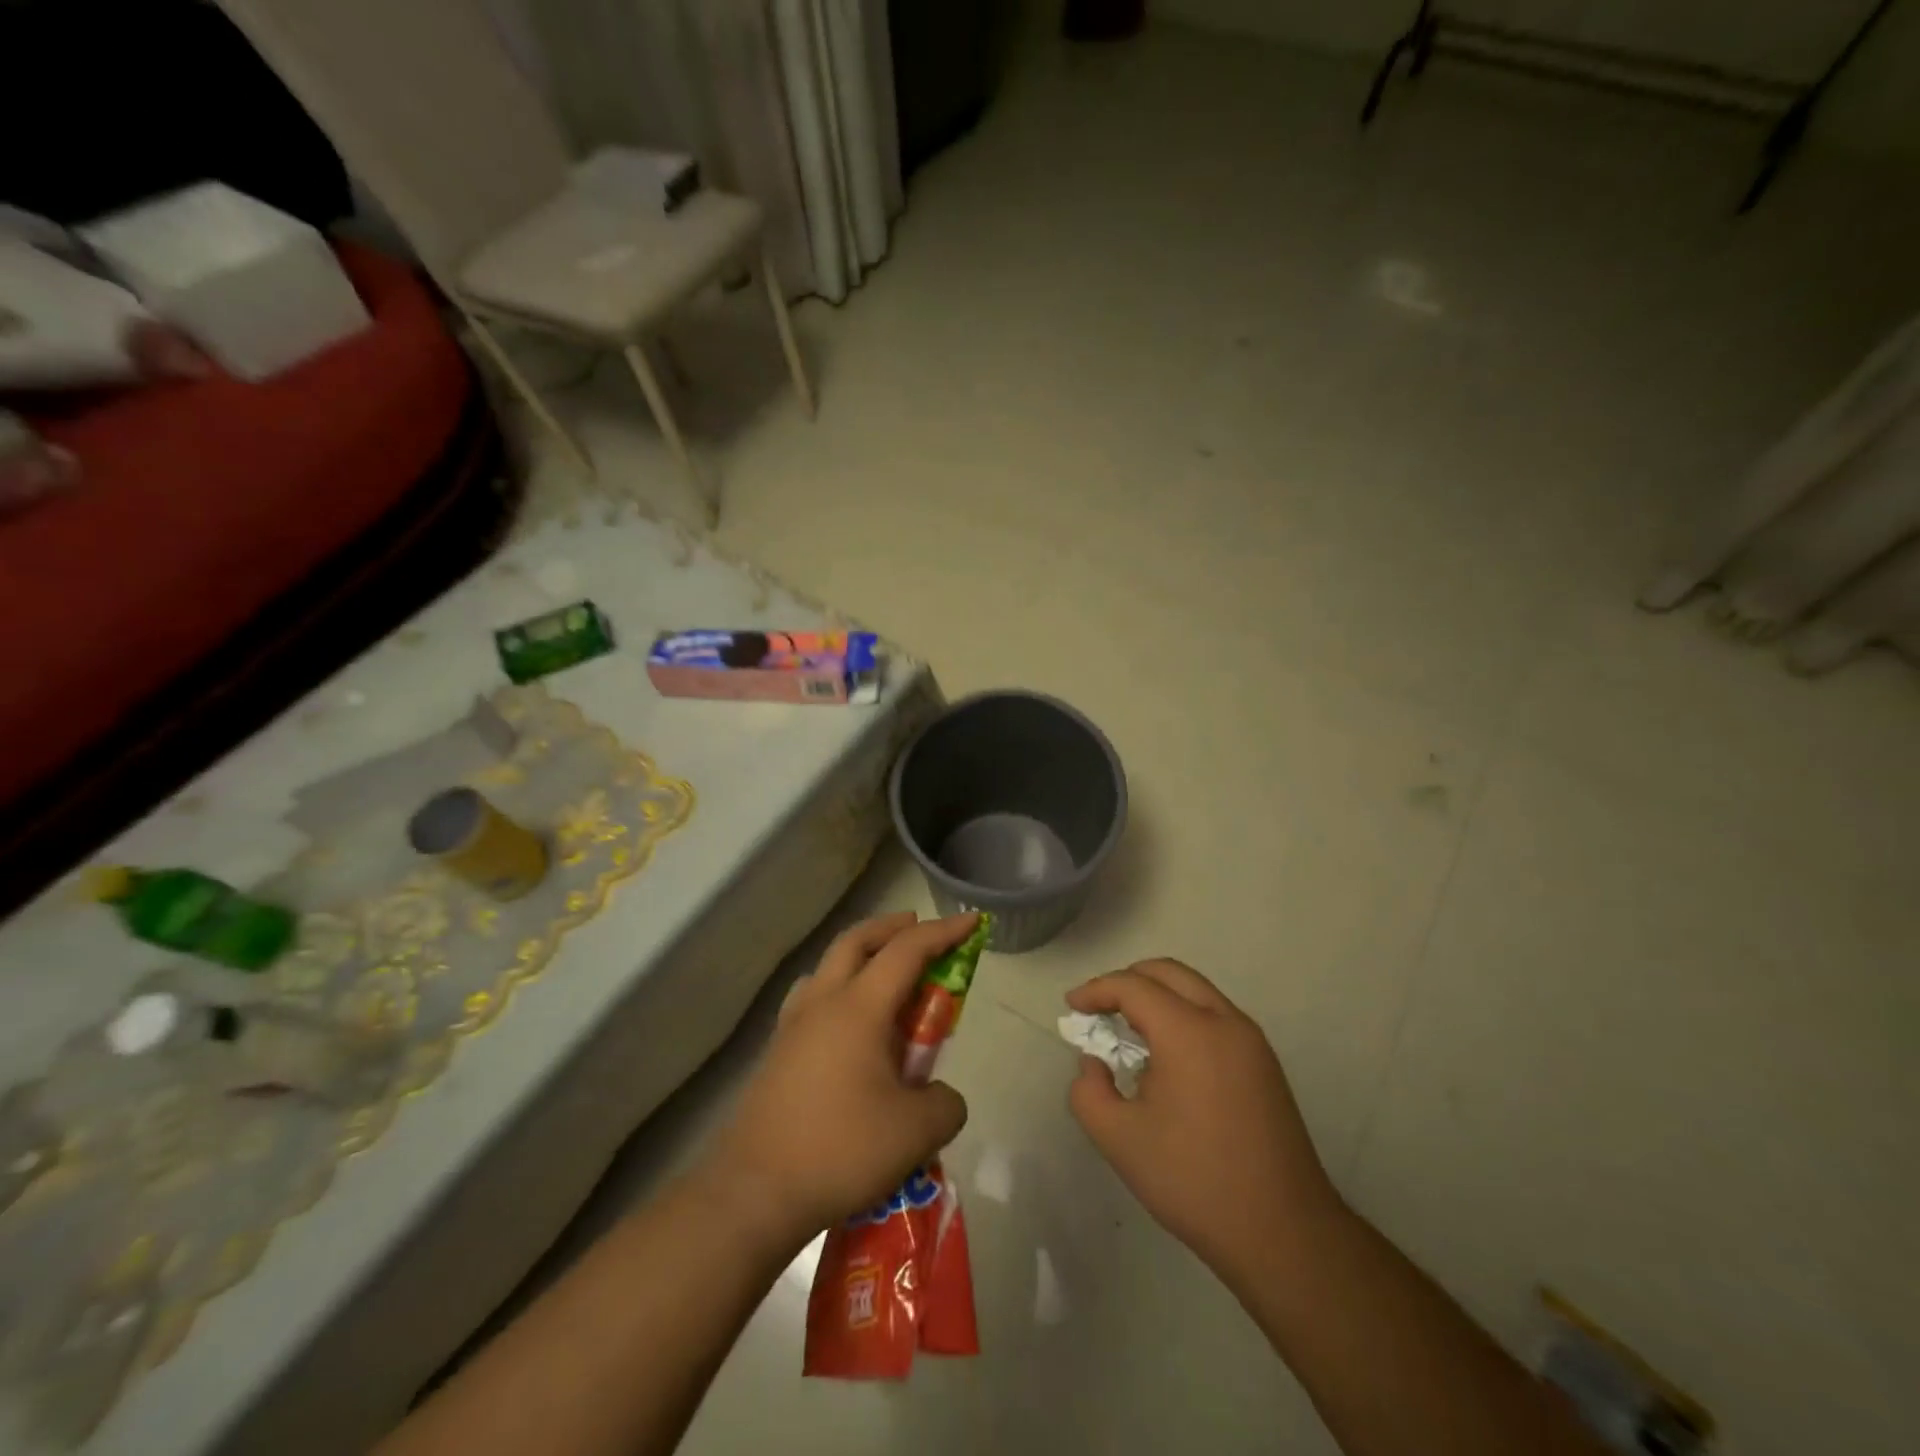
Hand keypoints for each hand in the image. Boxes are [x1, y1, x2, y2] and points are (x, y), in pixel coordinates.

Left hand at [706, 912, 973, 1249]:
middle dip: (893, 927)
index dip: (944, 931)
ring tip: (884, 978)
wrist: (753, 1193)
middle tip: (919, 929)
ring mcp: (792, 1026)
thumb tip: (938, 1097)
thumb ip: (944, 1104)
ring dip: (860, 956)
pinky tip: (848, 1027)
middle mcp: (823, 1002)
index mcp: (859, 1007)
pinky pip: (812, 1000)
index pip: (908, 950)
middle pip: (857, 940)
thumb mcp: (917, 1132)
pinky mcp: (776, 1053)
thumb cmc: (840, 1150)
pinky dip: (838, 991)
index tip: (972, 921)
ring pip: (828, 966)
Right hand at [1066, 959, 1342, 1278]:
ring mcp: (1251, 1041)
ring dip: (1157, 997)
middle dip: (1127, 981)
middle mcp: (1224, 1022)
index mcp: (1189, 1032)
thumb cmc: (1194, 1181)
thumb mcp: (1120, 1140)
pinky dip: (1183, 1015)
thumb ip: (1088, 1091)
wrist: (1284, 1234)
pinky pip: (1215, 1016)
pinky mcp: (1264, 1063)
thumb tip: (1094, 1063)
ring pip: (1195, 991)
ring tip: (1128, 1033)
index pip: (1134, 986)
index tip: (1071, 1008)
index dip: (1096, 990)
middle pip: (1169, 973)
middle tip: (1099, 1009)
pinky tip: (1166, 1058)